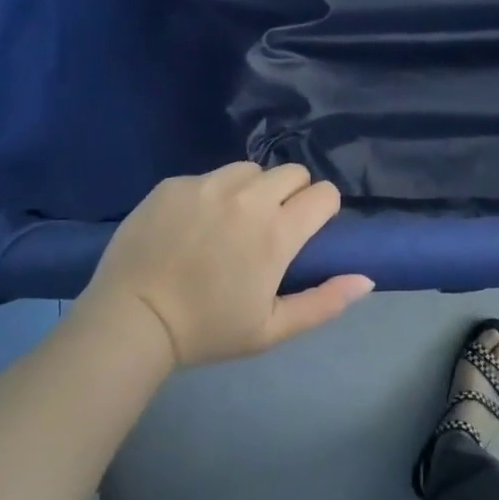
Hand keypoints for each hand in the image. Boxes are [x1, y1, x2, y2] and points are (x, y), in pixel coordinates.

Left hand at [83, 163, 367, 367]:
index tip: (306, 230)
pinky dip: (212, 194)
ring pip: (250, 169)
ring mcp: (208, 184)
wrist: (131, 320)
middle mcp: (248, 197)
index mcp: (277, 232)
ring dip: (253, 189)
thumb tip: (367, 278)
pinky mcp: (175, 183)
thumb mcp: (271, 329)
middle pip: (293, 172)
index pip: (324, 193)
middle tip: (271, 226)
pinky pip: (209, 176)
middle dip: (292, 194)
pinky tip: (193, 224)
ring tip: (232, 221)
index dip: (322, 209)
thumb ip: (325, 302)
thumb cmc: (207, 330)